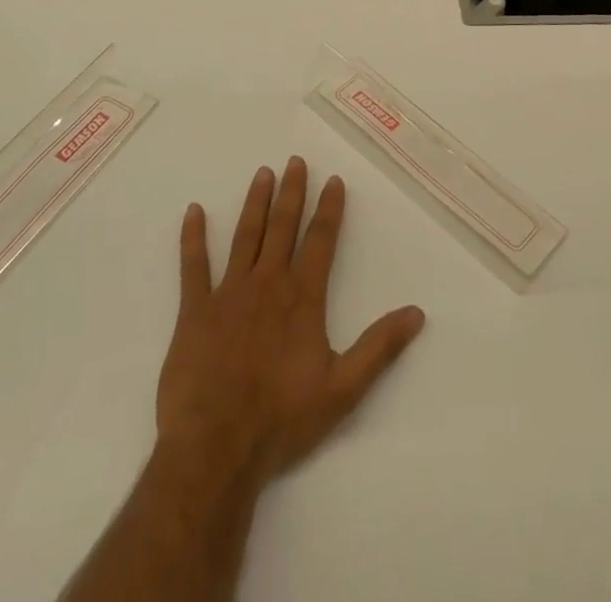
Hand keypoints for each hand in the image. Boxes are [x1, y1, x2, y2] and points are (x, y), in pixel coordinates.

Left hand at [157, 157, 425, 490]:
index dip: (329, 209)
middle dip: (292, 192)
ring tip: (263, 173)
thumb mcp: (343, 389)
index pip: (321, 240)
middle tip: (296, 161)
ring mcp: (228, 294)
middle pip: (283, 227)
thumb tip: (417, 313)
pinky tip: (194, 211)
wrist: (216, 448)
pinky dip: (193, 238)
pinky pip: (193, 267)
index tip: (333, 180)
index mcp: (302, 297)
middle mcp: (267, 283)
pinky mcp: (194, 312)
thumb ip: (379, 347)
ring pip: (245, 236)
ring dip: (255, 203)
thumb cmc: (282, 419)